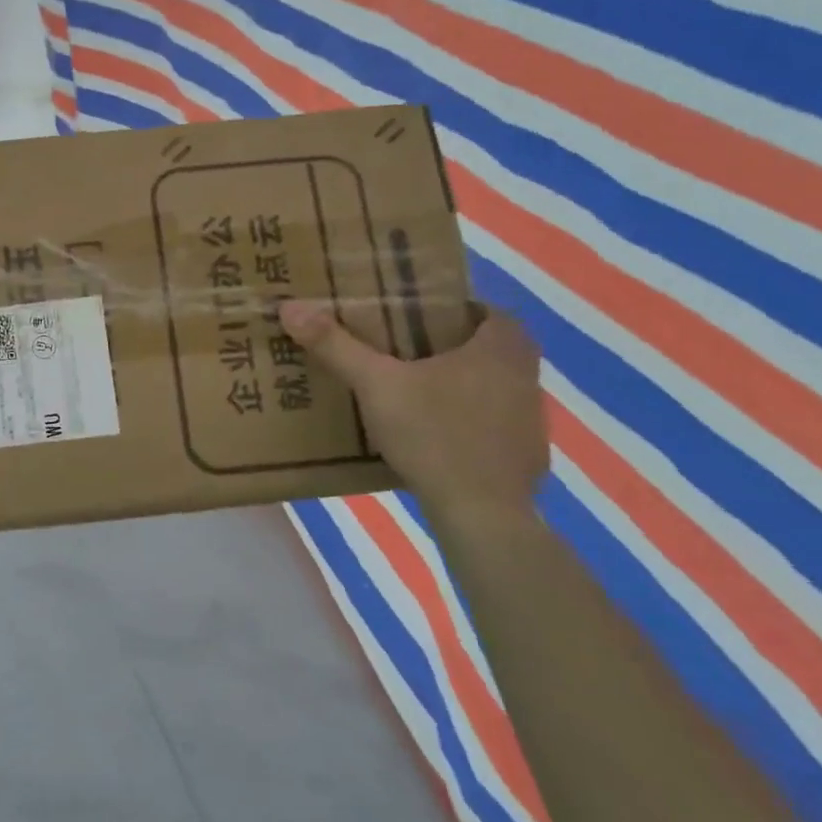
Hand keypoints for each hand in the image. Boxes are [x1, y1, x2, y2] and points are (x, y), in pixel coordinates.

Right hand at [278, 300, 548, 518]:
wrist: (481, 514)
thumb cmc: (434, 434)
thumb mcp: (375, 384)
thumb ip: (335, 346)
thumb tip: (290, 307)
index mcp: (500, 347)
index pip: (486, 310)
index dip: (454, 309)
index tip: (416, 316)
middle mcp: (526, 377)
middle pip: (489, 349)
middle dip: (451, 347)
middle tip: (405, 351)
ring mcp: (531, 421)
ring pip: (492, 388)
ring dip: (460, 386)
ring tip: (411, 392)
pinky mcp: (524, 458)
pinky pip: (492, 427)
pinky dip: (466, 425)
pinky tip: (431, 437)